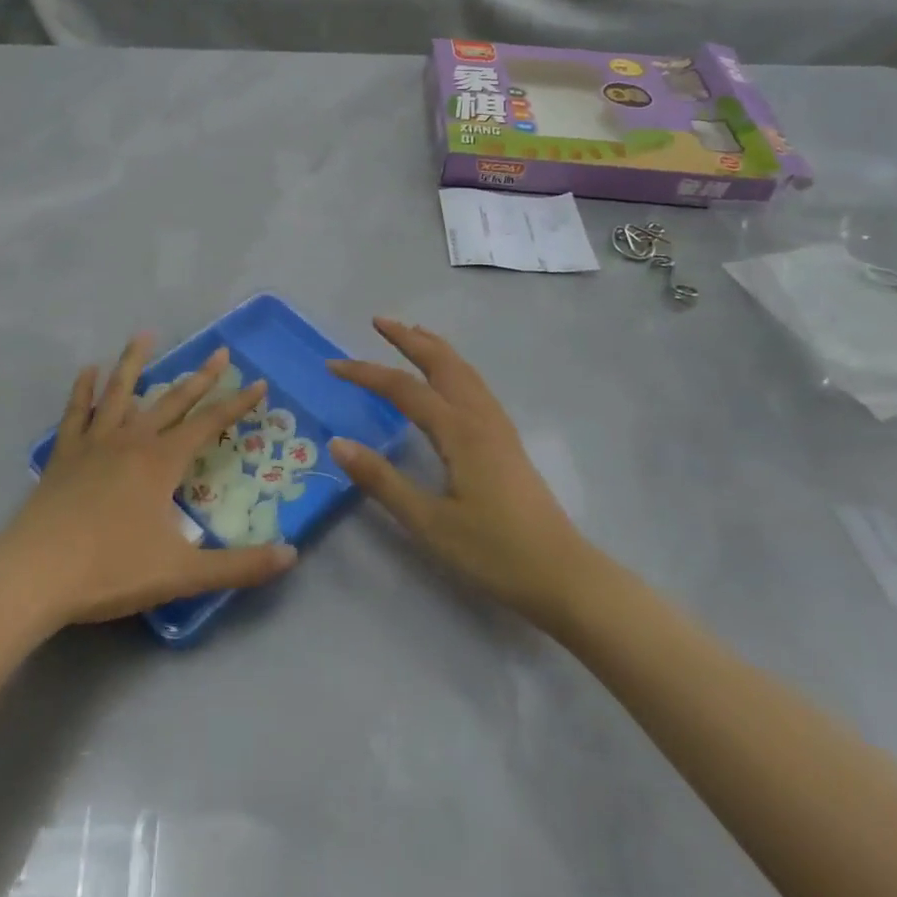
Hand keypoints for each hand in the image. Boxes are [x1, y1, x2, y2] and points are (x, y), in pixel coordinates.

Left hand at [0, 336, 296, 634]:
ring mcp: (94, 444)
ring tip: (145, 334)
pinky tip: (87, 370)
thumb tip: (292, 554)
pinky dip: (83, 390)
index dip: (237, 403)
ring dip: (135, 362)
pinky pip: (76, 413)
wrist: (34, 576)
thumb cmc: (110, 570)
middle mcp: (131, 441)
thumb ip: (239, 565)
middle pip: (172, 400)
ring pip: (120, 392)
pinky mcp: (64, 455)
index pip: (209, 423)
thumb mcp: (182, 574)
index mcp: (161, 462)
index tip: (259, 382)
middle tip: (220, 351)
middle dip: (200, 377)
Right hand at [329, 318, 596, 632]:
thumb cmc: (493, 552)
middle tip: (378, 321)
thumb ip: (382, 481)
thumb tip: (337, 444)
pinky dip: (453, 365)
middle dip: (409, 338)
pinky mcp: (507, 441)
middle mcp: (479, 417)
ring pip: (463, 370)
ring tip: (412, 333)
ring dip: (434, 347)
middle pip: (441, 362)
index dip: (366, 373)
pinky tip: (448, 378)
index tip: (333, 365)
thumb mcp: (428, 523)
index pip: (403, 388)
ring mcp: (498, 427)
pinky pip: (474, 385)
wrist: (562, 575)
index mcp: (458, 431)